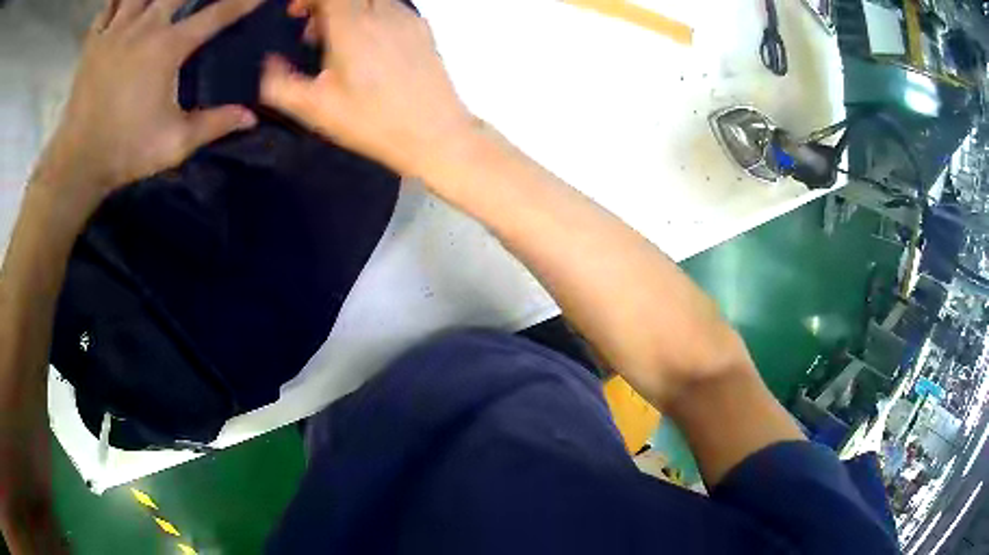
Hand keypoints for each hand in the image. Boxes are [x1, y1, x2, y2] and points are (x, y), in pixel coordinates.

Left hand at [35, 0, 262, 208]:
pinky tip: (123, 4)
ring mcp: (115, 32)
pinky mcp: (93, 44)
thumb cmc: (126, 151)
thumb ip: (214, 125)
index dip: (242, 1)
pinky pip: (107, 9)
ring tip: (157, 1)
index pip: (216, 14)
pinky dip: (116, 1)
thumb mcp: (175, 144)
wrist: (77, 164)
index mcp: (168, 47)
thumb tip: (251, 117)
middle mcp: (144, 28)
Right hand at [260, 0, 475, 176]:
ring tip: (338, 42)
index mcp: (353, 27)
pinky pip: (391, 8)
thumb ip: (281, 84)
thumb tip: (267, 64)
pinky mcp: (422, 30)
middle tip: (315, 30)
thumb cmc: (373, 122)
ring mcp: (407, 19)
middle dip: (327, 5)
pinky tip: (366, 47)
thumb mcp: (316, 109)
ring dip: (349, 9)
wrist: (436, 133)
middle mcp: (383, 14)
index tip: (297, 14)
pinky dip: (371, 15)